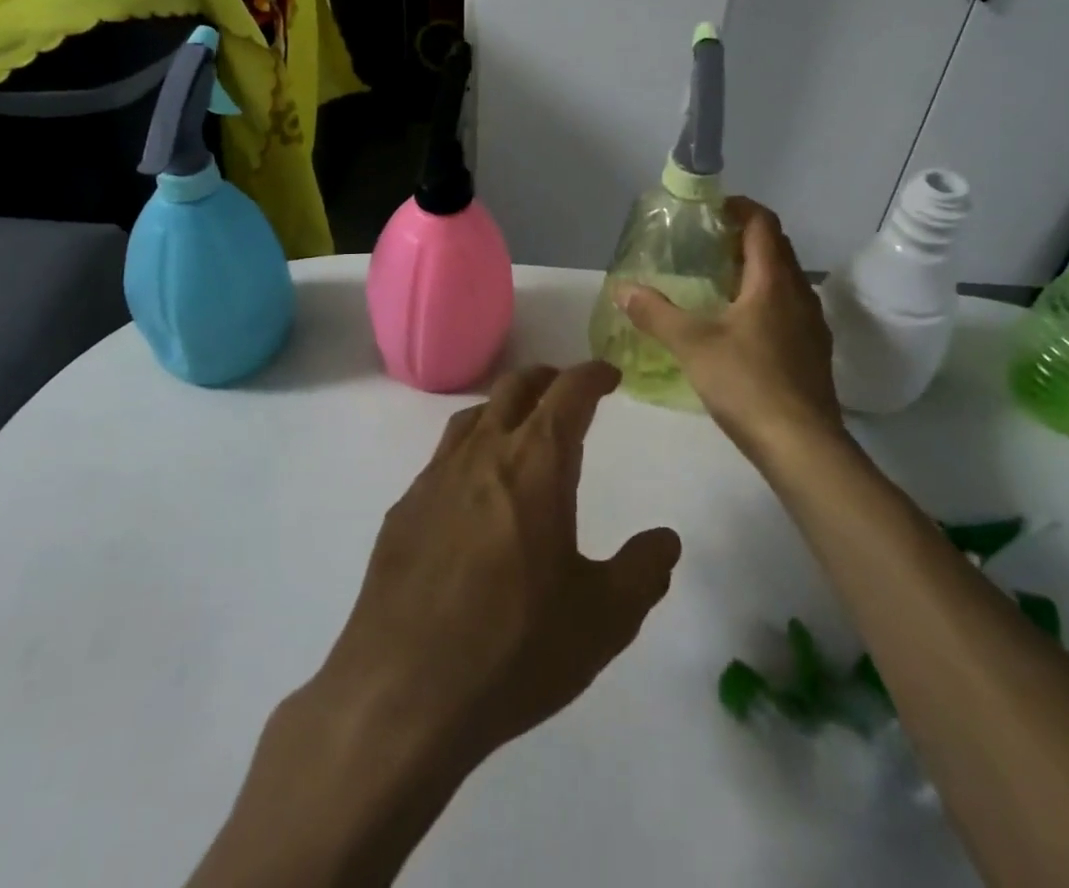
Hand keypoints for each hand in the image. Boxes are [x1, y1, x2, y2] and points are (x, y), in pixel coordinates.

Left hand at [196, 363, 680, 887]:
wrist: (402, 693)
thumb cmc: (514, 649)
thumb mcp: (603, 620)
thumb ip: (642, 571)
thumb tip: (666, 539)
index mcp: (536, 464)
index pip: (569, 392)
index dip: (592, 374)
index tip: (609, 374)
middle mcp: (484, 452)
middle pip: (516, 387)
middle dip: (549, 378)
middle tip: (569, 391)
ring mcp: (436, 476)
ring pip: (474, 414)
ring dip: (506, 407)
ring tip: (523, 427)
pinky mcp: (404, 507)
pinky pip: (444, 455)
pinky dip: (471, 448)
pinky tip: (474, 488)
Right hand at [619, 198, 841, 460]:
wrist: (803, 446)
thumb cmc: (747, 383)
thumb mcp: (692, 345)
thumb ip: (655, 313)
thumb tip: (622, 288)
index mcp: (773, 281)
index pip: (763, 223)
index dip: (739, 208)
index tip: (710, 209)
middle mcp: (799, 294)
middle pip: (776, 248)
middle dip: (743, 238)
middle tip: (705, 244)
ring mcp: (811, 325)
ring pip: (784, 280)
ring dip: (755, 271)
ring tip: (717, 282)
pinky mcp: (813, 353)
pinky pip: (788, 309)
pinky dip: (764, 301)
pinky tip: (739, 327)